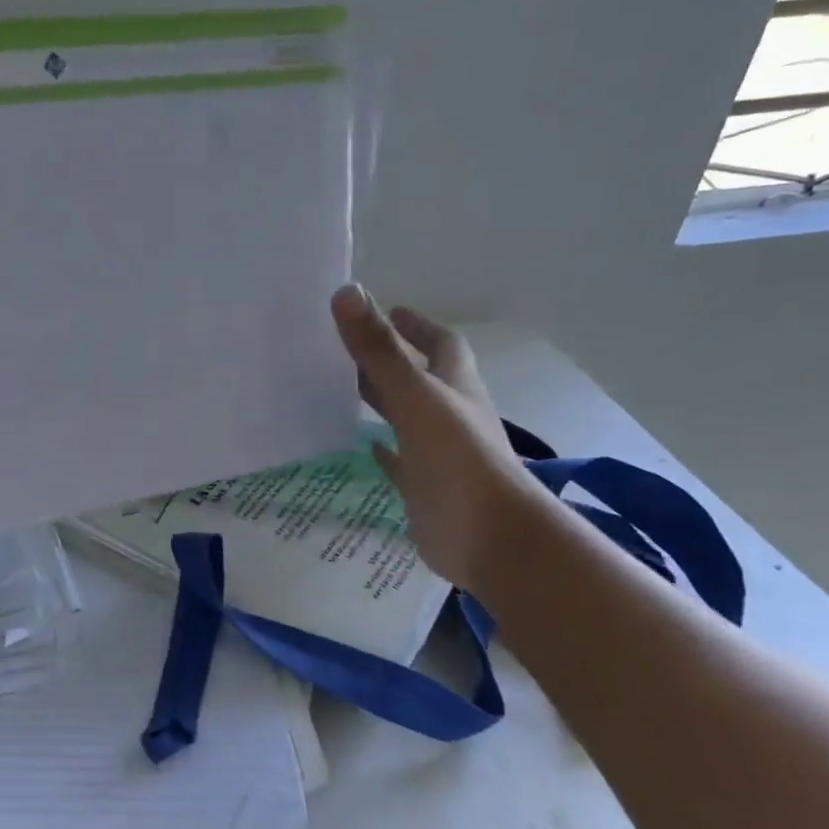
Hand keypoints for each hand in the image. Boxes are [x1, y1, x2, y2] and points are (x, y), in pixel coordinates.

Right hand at [330, 286, 545, 591]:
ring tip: (340, 388)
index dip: (417, 325)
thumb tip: (346, 292)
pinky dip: (382, 450)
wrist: (488, 536)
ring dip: (381, 401)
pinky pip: (399, 461)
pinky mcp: (423, 486)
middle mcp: (449, 414)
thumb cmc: (458, 459)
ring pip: (406, 417)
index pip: (440, 344)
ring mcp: (438, 452)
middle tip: (346, 346)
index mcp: (454, 387)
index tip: (389, 310)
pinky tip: (362, 446)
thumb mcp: (414, 396)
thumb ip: (379, 350)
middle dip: (389, 360)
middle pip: (418, 378)